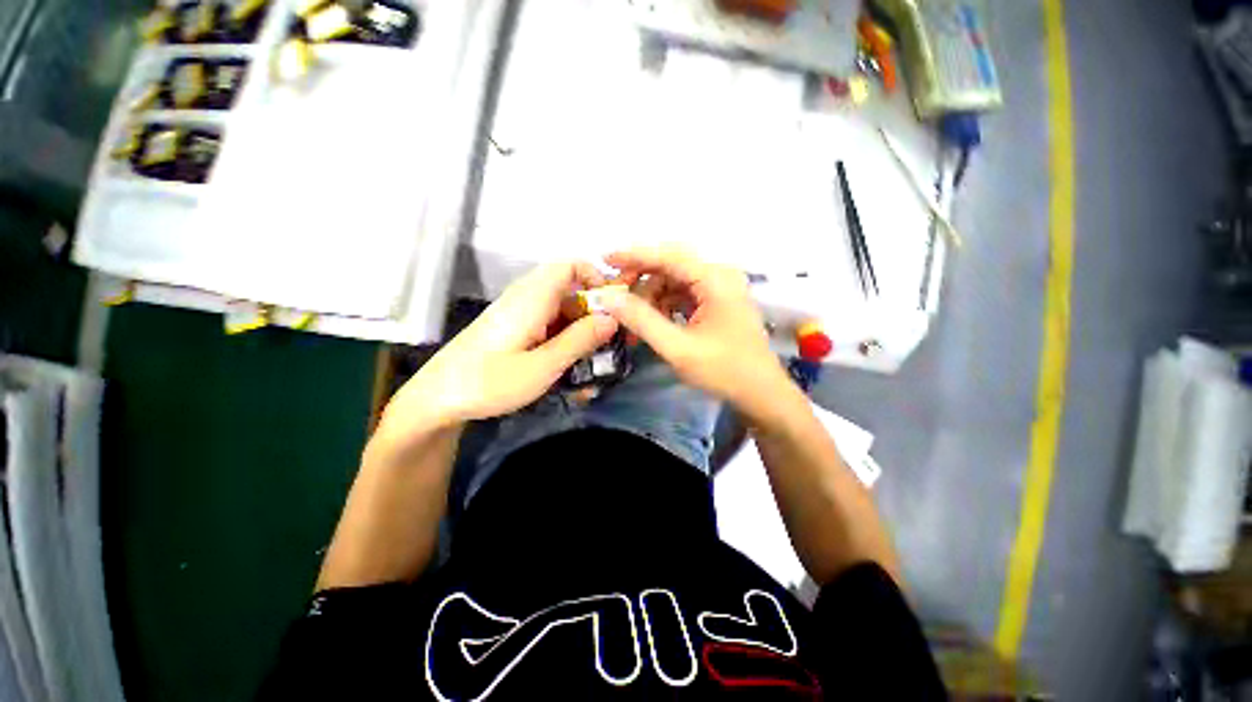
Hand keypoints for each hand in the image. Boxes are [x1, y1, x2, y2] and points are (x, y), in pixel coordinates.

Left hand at [372, 261, 617, 455]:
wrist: (436, 399)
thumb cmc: (489, 383)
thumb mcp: (542, 367)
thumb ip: (579, 341)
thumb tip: (612, 318)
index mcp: (532, 299)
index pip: (569, 265)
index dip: (595, 277)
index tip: (611, 307)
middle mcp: (525, 298)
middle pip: (569, 289)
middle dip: (592, 313)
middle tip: (606, 342)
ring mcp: (517, 314)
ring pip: (560, 309)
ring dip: (579, 330)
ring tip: (590, 360)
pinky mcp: (512, 328)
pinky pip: (547, 323)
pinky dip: (562, 338)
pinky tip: (566, 365)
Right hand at [601, 246, 798, 424]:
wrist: (761, 393)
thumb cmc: (724, 371)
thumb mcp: (678, 348)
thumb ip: (642, 321)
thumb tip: (610, 298)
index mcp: (715, 280)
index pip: (668, 256)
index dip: (634, 256)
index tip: (605, 260)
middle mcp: (719, 276)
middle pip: (671, 265)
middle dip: (641, 279)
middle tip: (617, 297)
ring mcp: (719, 289)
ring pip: (674, 281)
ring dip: (651, 297)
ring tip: (633, 321)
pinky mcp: (717, 303)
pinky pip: (683, 295)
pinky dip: (664, 306)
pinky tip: (652, 323)